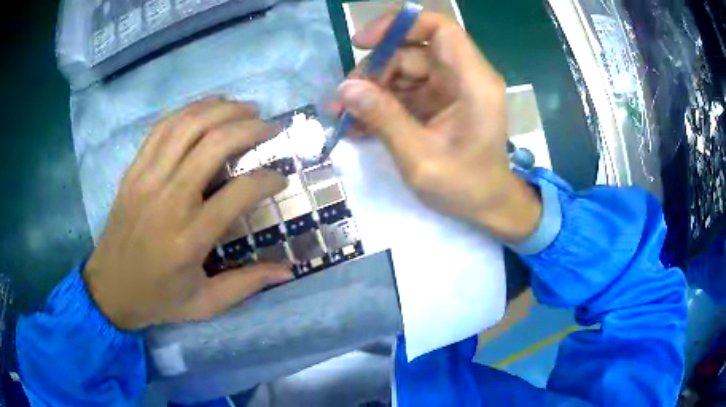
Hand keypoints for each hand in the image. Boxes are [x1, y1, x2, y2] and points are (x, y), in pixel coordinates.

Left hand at [84, 98, 293, 329]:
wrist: (109, 289)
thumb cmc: (159, 299)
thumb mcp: (206, 303)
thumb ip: (248, 284)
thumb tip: (289, 270)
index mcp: (190, 238)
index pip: (239, 193)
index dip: (267, 179)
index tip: (280, 177)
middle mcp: (169, 200)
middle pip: (214, 144)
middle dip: (249, 128)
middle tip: (270, 127)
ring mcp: (147, 180)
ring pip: (187, 126)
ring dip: (221, 109)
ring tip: (244, 107)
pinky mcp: (133, 171)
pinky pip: (161, 129)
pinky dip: (188, 111)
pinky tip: (206, 109)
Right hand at [335, 12, 541, 241]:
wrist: (488, 205)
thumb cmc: (465, 187)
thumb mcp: (420, 159)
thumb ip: (385, 119)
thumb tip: (345, 88)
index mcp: (474, 83)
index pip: (440, 29)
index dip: (400, 25)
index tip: (363, 42)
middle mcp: (464, 77)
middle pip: (413, 51)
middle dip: (375, 70)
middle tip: (345, 99)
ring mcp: (451, 88)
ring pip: (404, 69)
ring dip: (373, 88)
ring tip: (345, 114)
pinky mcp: (441, 101)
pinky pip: (406, 89)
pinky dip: (382, 102)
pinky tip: (360, 122)